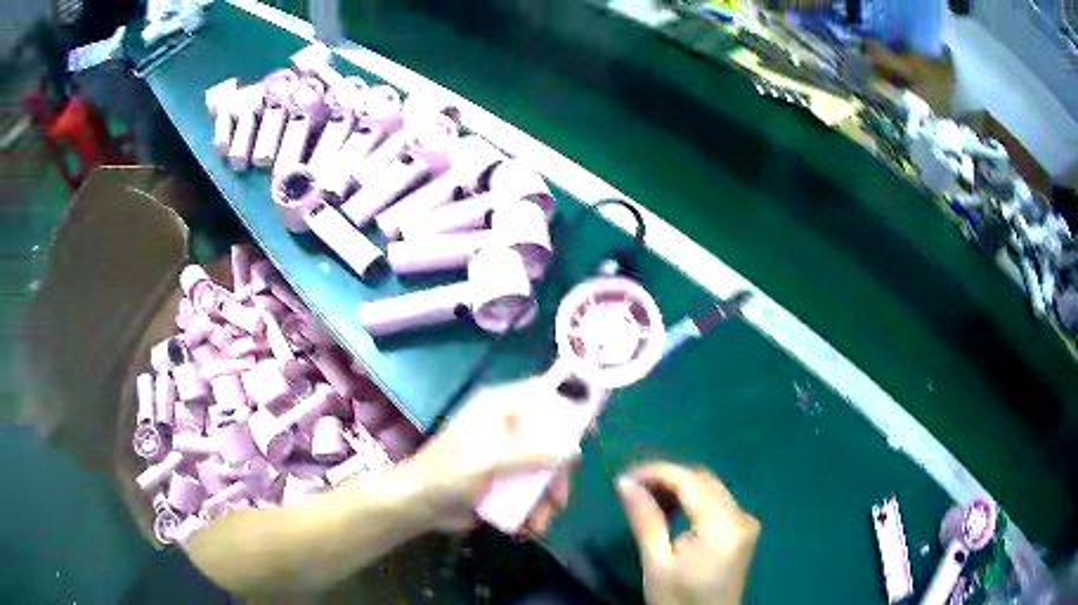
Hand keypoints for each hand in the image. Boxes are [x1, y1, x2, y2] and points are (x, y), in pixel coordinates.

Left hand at [405, 377, 580, 534]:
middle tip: (559, 498)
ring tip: (541, 523)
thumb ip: (532, 453)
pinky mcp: (505, 479)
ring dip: (548, 498)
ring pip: (545, 469)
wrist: (419, 505)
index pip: (545, 392)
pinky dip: (535, 507)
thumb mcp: (490, 460)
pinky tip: (530, 526)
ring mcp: (508, 454)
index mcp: (501, 407)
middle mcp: (509, 426)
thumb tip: (574, 449)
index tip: (592, 428)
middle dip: (558, 474)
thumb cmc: (449, 472)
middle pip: (552, 439)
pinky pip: (531, 488)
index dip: (572, 403)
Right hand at [616, 462, 760, 604]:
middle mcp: (742, 516)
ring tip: (645, 497)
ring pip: (710, 487)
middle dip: (666, 477)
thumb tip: (624, 482)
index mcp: (723, 526)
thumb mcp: (656, 563)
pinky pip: (716, 501)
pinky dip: (692, 500)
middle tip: (631, 487)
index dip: (656, 472)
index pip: (690, 481)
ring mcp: (746, 521)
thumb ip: (645, 519)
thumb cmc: (678, 600)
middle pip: (703, 480)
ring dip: (678, 487)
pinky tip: (670, 509)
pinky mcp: (743, 529)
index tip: (623, 476)